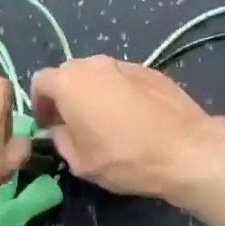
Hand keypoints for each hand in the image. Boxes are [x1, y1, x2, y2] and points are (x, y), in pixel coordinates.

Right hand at [30, 56, 224, 197]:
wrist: (184, 149)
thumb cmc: (124, 157)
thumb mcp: (80, 161)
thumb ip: (61, 139)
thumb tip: (60, 129)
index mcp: (70, 82)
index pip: (41, 81)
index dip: (40, 104)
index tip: (49, 125)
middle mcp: (95, 64)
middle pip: (69, 73)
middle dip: (66, 95)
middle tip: (74, 124)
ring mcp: (126, 64)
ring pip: (99, 74)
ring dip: (94, 92)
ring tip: (107, 121)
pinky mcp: (152, 71)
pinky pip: (124, 78)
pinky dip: (120, 93)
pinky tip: (134, 118)